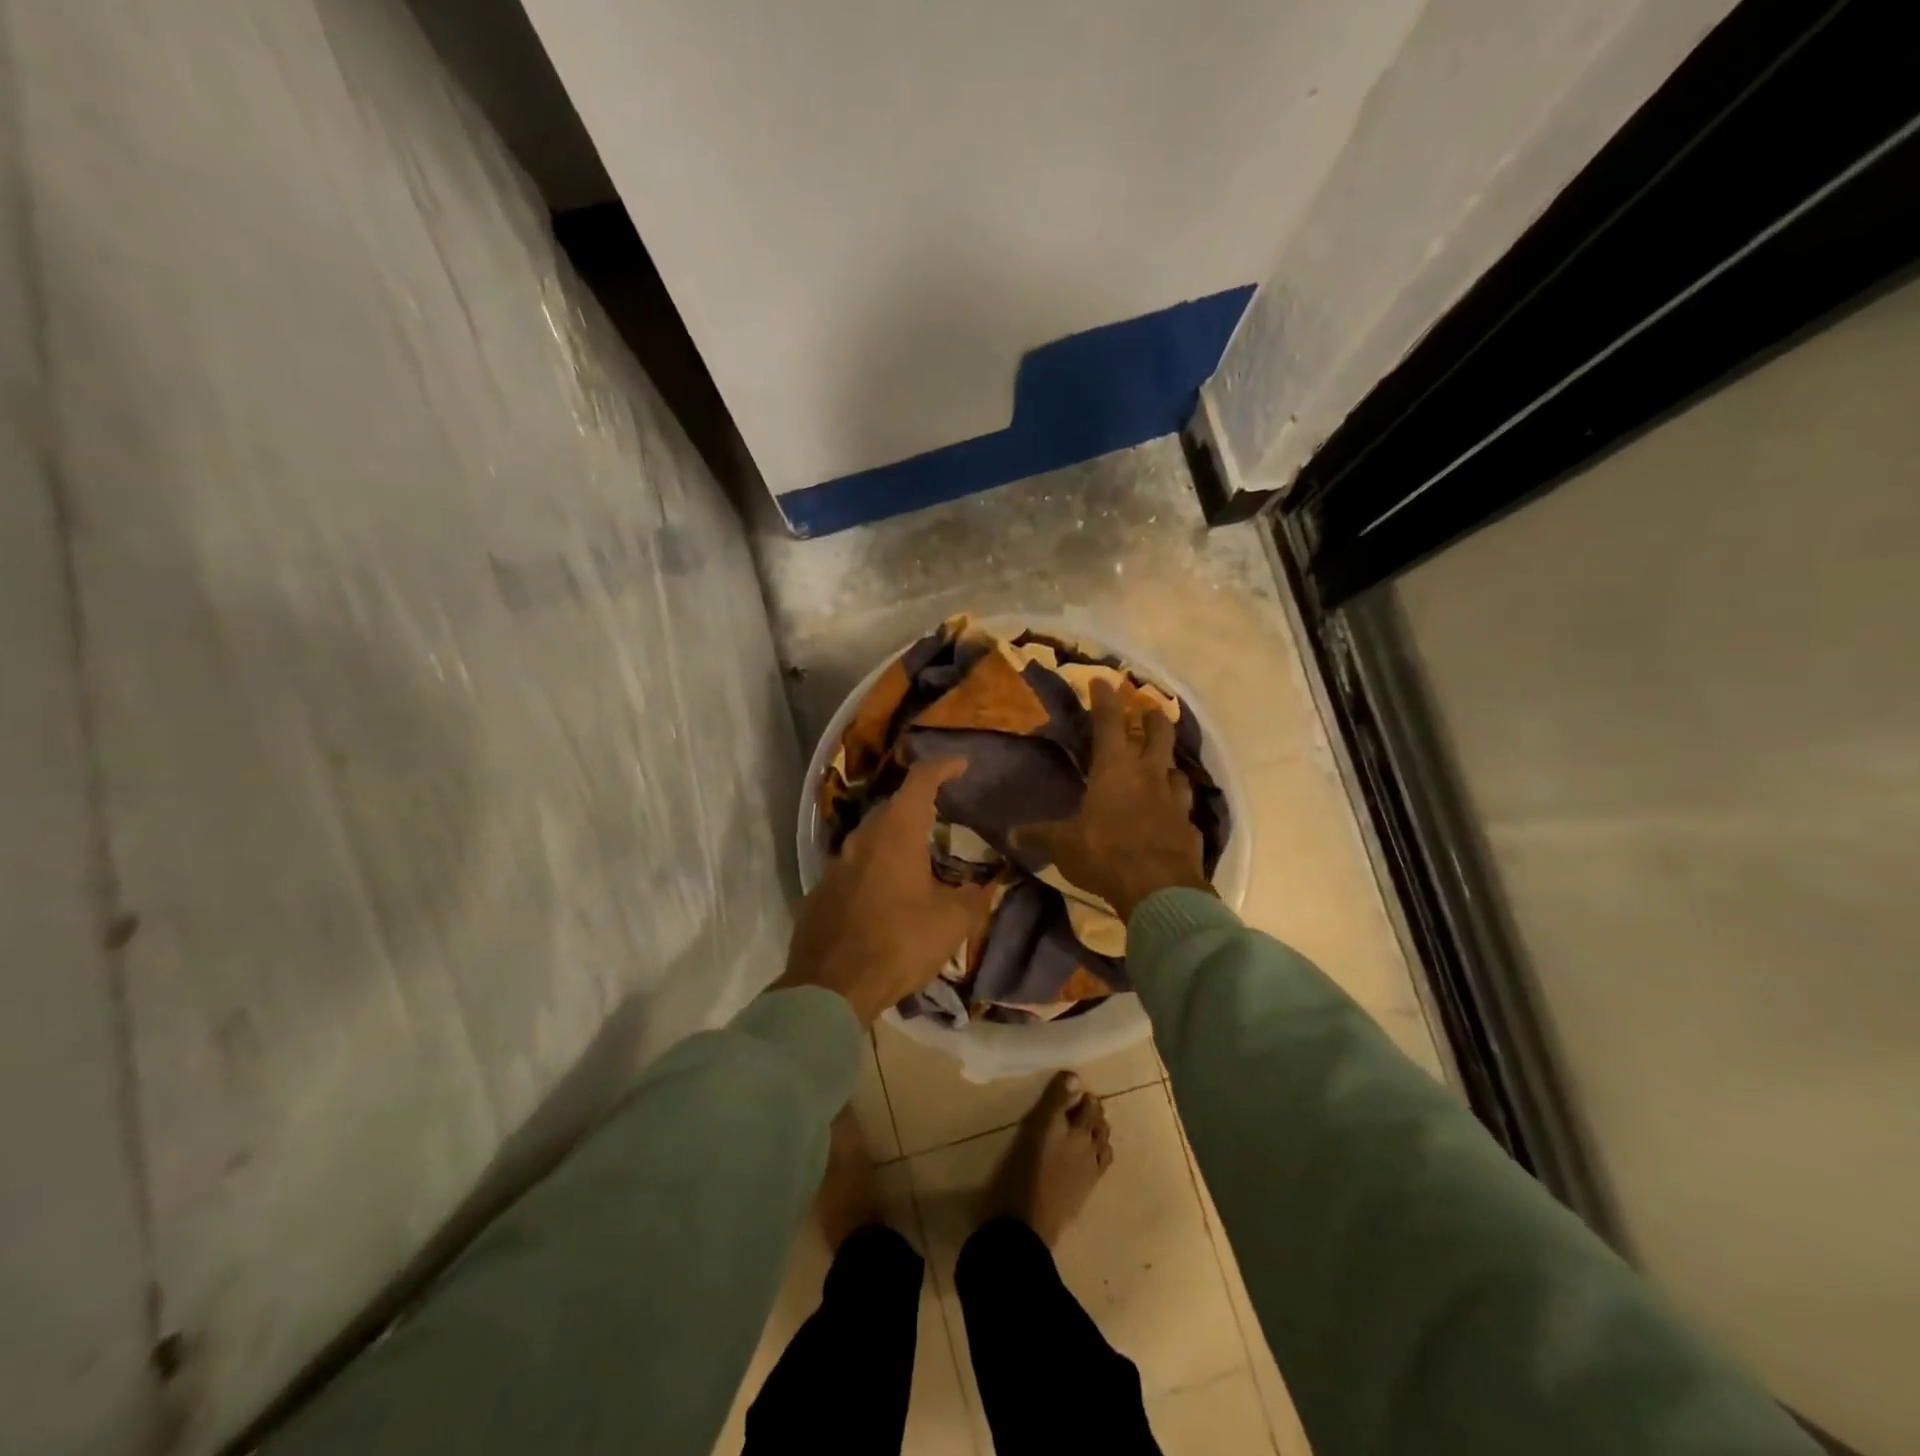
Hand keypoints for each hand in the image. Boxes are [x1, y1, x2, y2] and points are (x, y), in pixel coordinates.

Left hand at [779, 759, 991, 1025]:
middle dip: (918, 806)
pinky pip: (854, 867)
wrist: (831, 986)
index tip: (961, 764)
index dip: (943, 767)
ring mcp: (836, 863)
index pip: (920, 780)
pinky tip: (887, 894)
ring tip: (918, 858)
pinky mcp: (821, 890)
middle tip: (943, 818)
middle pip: (892, 807)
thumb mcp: (952, 922)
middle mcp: (862, 837)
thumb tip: (988, 886)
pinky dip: (875, 869)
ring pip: (870, 837)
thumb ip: (975, 897)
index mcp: (896, 832)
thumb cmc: (899, 942)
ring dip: (895, 840)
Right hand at [1015, 679, 1213, 921]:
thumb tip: (1010, 833)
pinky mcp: (1189, 826)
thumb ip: (1040, 835)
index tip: (1102, 681)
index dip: (1104, 699)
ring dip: (1167, 764)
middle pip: (1158, 733)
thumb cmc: (1105, 854)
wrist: (1159, 888)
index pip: (1109, 722)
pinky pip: (1183, 808)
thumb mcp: (1063, 845)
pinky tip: (1170, 815)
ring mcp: (1174, 800)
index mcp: (1115, 769)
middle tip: (1147, 712)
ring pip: (1176, 769)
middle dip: (1152, 718)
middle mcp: (1148, 775)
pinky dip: (1175, 806)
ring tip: (1160, 767)